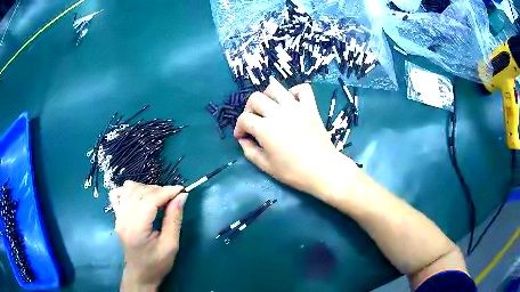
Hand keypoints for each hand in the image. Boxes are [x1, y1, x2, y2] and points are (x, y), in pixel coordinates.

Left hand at [109, 181, 186, 291]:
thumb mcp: (171, 245)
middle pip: (139, 191)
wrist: (140, 274)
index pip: (149, 200)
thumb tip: (181, 196)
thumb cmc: (157, 264)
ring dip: (146, 188)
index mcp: (136, 228)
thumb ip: (174, 219)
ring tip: (158, 198)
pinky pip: (118, 194)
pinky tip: (140, 197)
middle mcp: (124, 218)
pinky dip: (129, 190)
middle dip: (159, 190)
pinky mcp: (117, 216)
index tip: (181, 190)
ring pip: (129, 188)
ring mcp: (118, 216)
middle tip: (173, 197)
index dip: (166, 192)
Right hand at [234, 77, 355, 196]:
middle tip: (253, 121)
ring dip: (267, 95)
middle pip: (255, 98)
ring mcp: (296, 108)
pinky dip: (294, 92)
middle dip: (249, 109)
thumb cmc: (293, 172)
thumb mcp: (266, 166)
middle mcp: (278, 113)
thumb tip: (243, 139)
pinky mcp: (310, 107)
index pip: (244, 119)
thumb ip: (249, 151)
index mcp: (265, 129)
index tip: (242, 136)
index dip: (239, 128)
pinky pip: (302, 89)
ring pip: (275, 87)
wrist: (322, 170)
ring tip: (269, 107)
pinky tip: (291, 103)